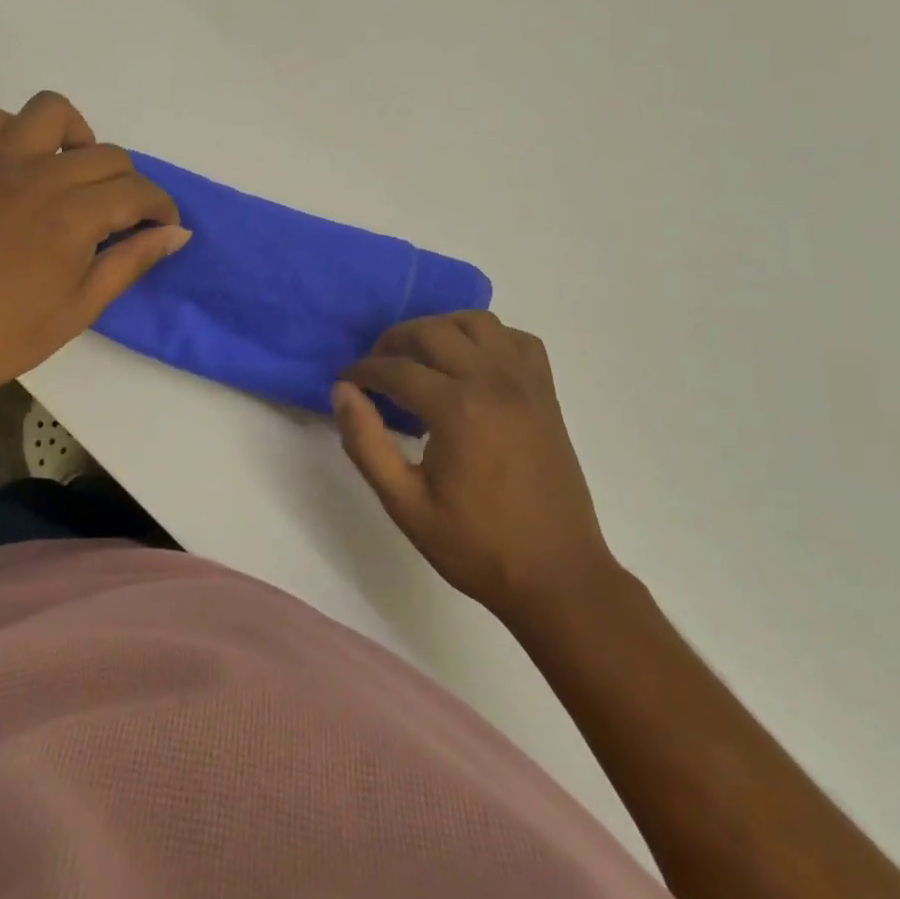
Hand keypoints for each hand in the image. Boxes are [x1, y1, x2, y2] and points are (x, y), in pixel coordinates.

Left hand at [0, 91, 187, 424]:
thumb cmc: (8, 335)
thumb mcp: (83, 306)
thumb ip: (132, 260)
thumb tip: (176, 233)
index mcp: (75, 215)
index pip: (139, 192)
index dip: (161, 209)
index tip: (163, 228)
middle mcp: (42, 176)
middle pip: (108, 155)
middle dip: (129, 186)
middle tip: (121, 222)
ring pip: (53, 112)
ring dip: (77, 137)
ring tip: (77, 176)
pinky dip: (17, 133)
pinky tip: (25, 168)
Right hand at [333, 312, 616, 625]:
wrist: (557, 575)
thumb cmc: (476, 546)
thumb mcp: (405, 504)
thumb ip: (366, 443)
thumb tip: (342, 392)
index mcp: (456, 408)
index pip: (396, 368)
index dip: (363, 370)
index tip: (346, 381)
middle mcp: (492, 380)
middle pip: (433, 331)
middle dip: (395, 340)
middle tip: (376, 368)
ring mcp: (525, 383)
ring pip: (477, 322)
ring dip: (441, 329)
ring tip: (422, 357)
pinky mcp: (546, 393)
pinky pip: (516, 340)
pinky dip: (489, 339)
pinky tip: (473, 365)